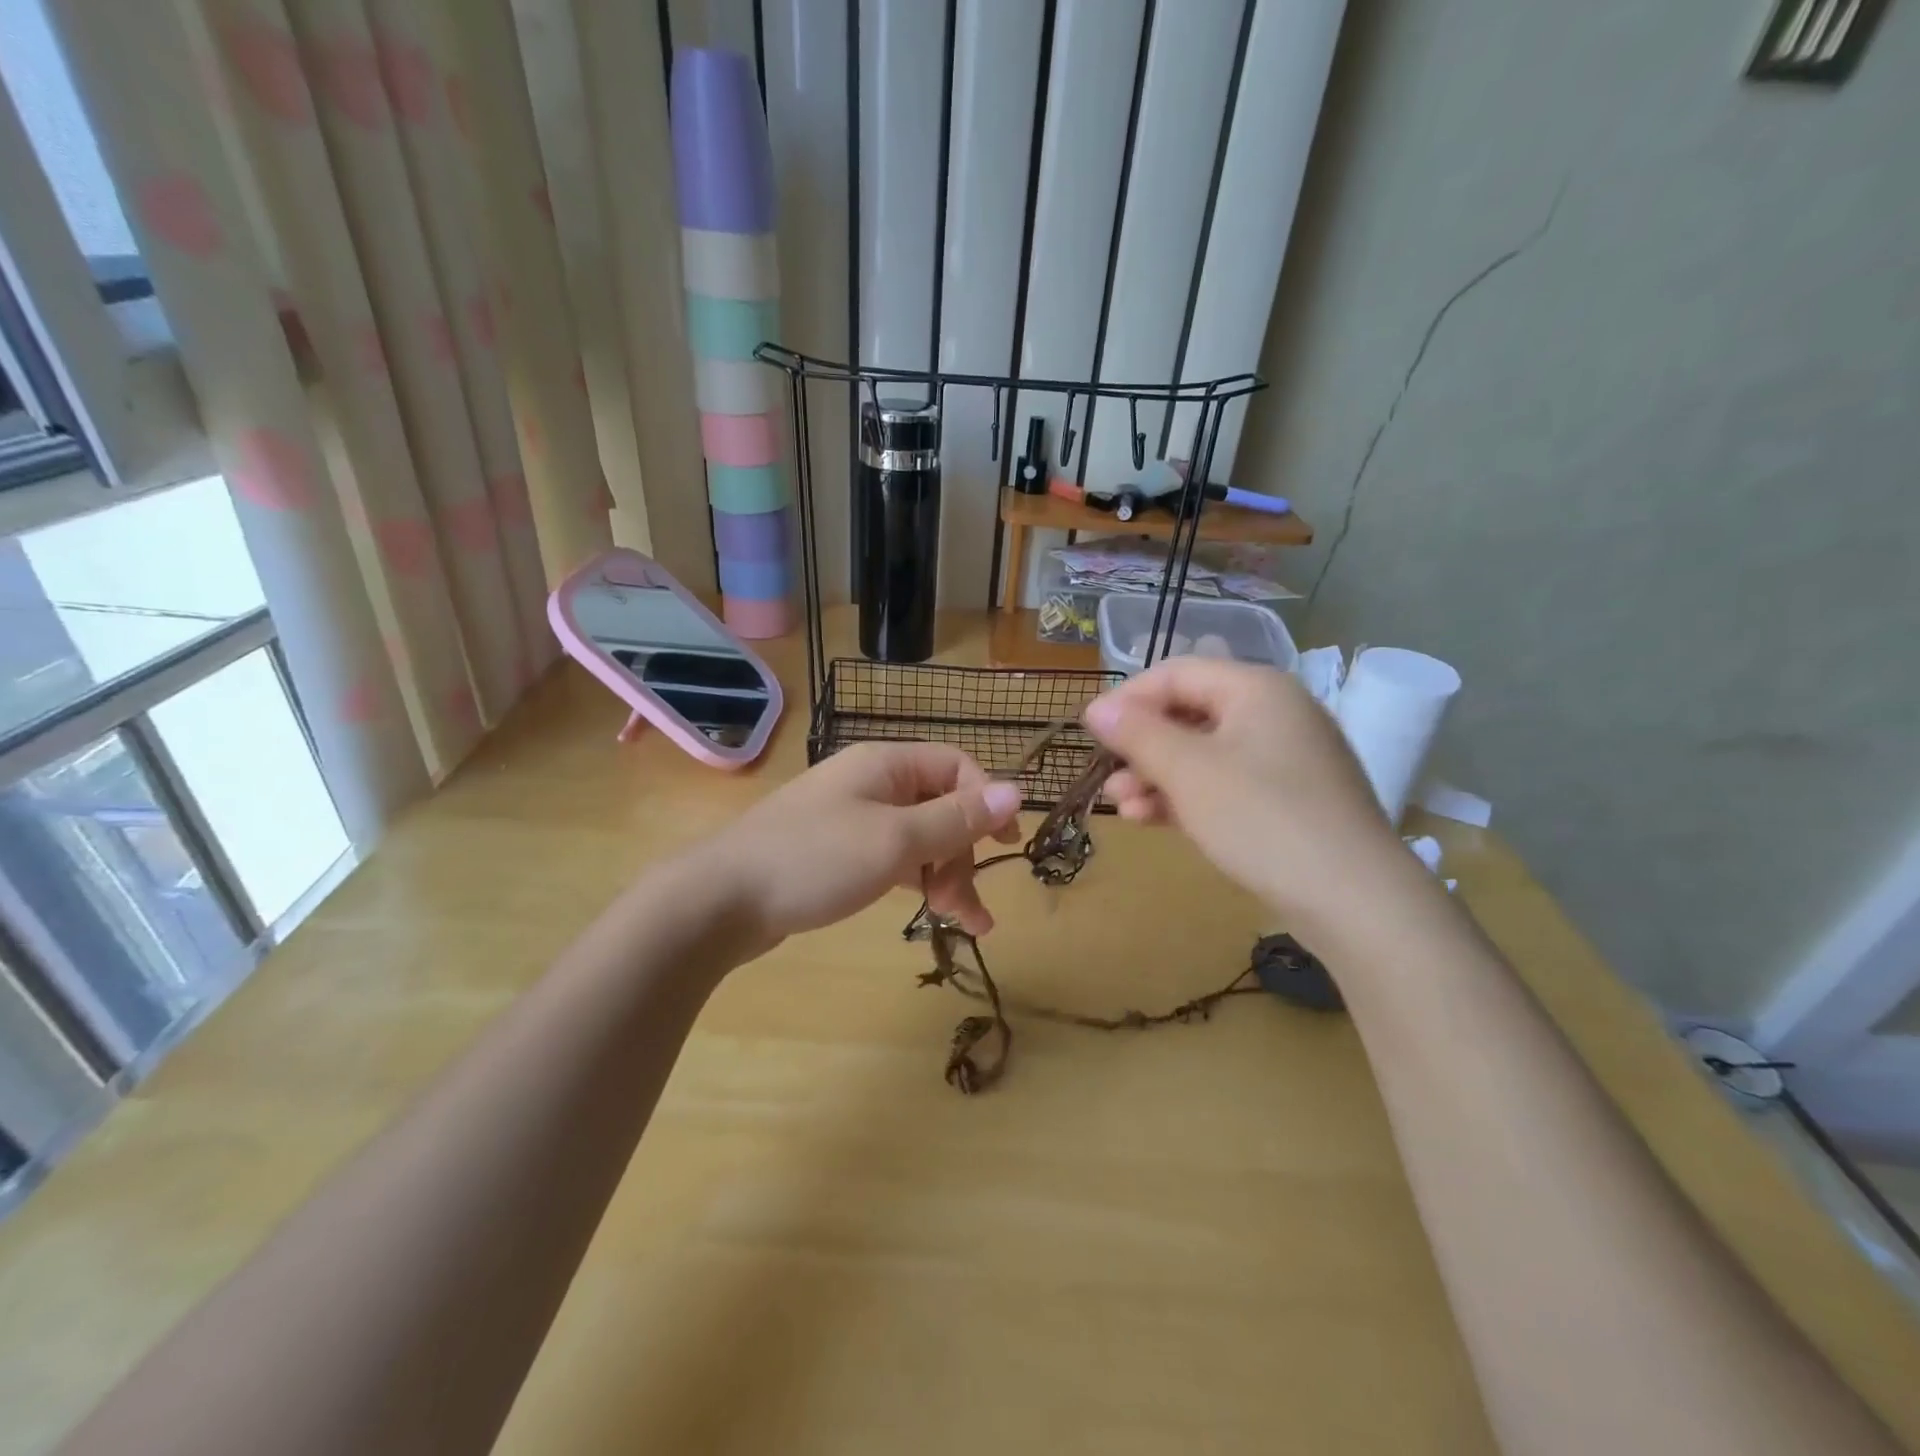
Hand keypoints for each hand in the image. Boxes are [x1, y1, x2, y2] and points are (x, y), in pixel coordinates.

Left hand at [702, 742, 1022, 949]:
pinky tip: (927, 910)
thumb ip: (957, 819)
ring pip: (918, 838)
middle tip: (968, 906)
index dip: (987, 800)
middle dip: (962, 854)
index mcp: (886, 765)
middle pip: (940, 806)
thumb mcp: (895, 840)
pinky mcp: (835, 852)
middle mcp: (871, 783)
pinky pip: (891, 858)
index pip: (957, 766)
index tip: (1006, 844)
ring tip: (964, 923)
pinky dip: (914, 881)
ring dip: (945, 875)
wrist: (720, 900)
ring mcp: (850, 818)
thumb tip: (1017, 790)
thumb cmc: (814, 860)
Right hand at [1083, 658, 1407, 935]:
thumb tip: (1096, 708)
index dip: (1128, 699)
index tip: (1090, 733)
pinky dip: (1188, 797)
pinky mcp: (1290, 800)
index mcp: (1256, 689)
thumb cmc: (1263, 819)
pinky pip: (1227, 784)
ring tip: (1122, 808)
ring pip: (1204, 753)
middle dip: (1141, 745)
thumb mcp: (1188, 772)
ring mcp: (1286, 759)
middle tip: (1106, 776)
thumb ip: (1138, 734)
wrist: (1355, 900)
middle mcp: (1275, 713)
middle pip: (1189, 713)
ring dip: (1158, 776)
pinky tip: (1154, 821)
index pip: (1176, 674)